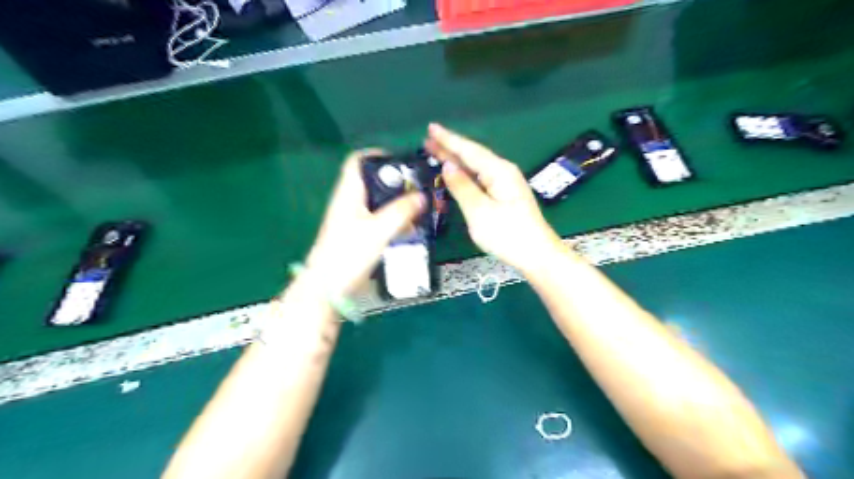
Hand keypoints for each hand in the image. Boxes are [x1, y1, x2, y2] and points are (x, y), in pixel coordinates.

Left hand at [304, 151, 426, 297]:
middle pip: (373, 181)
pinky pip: (379, 219)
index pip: (358, 161)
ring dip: (397, 202)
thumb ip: (401, 211)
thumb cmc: (349, 254)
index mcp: (349, 193)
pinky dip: (394, 218)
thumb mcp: (378, 230)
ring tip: (420, 206)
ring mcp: (353, 220)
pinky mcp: (359, 235)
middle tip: (419, 187)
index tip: (403, 163)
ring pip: (378, 201)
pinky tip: (410, 227)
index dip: (379, 155)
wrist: (328, 288)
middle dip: (396, 181)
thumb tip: (422, 196)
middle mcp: (350, 202)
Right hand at [424, 123, 565, 272]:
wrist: (537, 255)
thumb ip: (462, 187)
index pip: (469, 150)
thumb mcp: (480, 211)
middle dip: (449, 148)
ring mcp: (505, 184)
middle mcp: (503, 172)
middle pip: (472, 156)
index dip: (448, 140)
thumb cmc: (508, 234)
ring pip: (476, 167)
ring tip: (436, 152)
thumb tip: (447, 167)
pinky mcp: (504, 196)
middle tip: (427, 140)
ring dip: (456, 160)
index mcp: (498, 171)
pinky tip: (456, 174)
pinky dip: (465, 174)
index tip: (431, 127)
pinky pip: (480, 178)